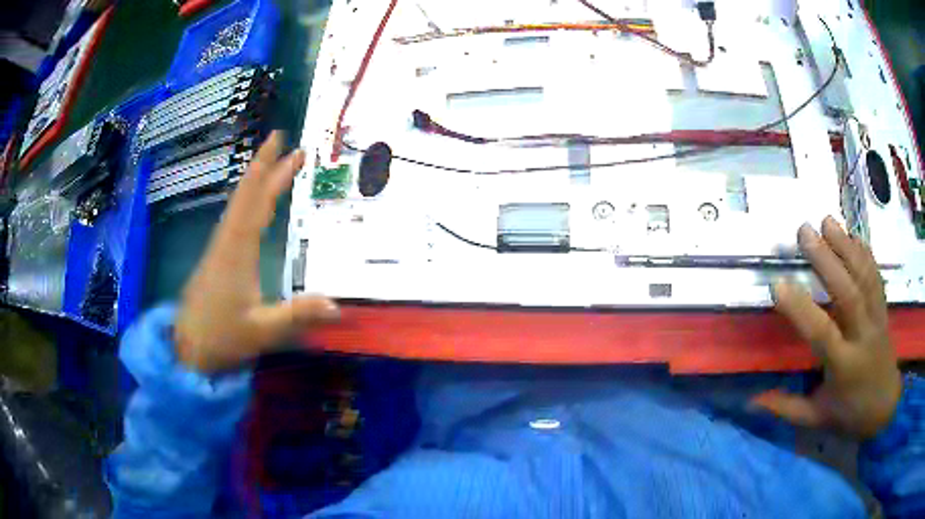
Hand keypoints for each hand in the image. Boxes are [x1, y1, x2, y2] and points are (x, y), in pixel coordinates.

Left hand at [174, 132, 339, 372]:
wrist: (188, 349)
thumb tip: (338, 304)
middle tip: (288, 144)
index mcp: (237, 251)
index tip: (285, 145)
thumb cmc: (221, 337)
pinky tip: (255, 202)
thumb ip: (296, 315)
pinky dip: (248, 200)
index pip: (255, 201)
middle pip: (246, 195)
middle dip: (265, 166)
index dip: (269, 171)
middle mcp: (226, 241)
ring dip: (257, 180)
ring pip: (238, 205)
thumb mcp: (261, 331)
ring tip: (276, 165)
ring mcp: (219, 248)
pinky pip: (235, 218)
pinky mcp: (217, 258)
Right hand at [751, 216, 901, 438]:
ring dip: (846, 247)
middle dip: (827, 260)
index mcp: (844, 366)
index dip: (801, 310)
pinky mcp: (883, 309)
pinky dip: (865, 253)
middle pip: (849, 294)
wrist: (884, 406)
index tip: (777, 285)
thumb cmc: (849, 415)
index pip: (823, 334)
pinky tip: (853, 235)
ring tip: (826, 221)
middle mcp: (863, 336)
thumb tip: (751, 401)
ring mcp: (876, 319)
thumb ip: (786, 408)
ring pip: (864, 278)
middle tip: (804, 231)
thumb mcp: (816, 419)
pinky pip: (876, 277)